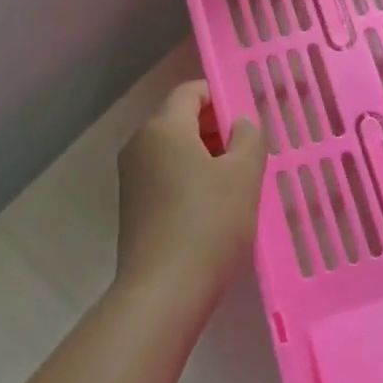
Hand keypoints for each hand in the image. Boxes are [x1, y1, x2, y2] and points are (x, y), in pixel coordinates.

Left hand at [115, 81, 267, 309]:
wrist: (164, 291)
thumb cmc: (209, 223)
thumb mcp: (244, 175)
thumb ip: (249, 138)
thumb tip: (240, 124)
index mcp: (163, 128)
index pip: (191, 91)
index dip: (221, 97)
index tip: (248, 121)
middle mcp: (140, 144)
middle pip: (181, 119)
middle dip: (217, 129)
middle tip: (250, 153)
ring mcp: (132, 177)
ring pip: (174, 150)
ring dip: (206, 157)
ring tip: (237, 183)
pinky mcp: (133, 206)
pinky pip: (165, 175)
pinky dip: (189, 179)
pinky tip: (214, 207)